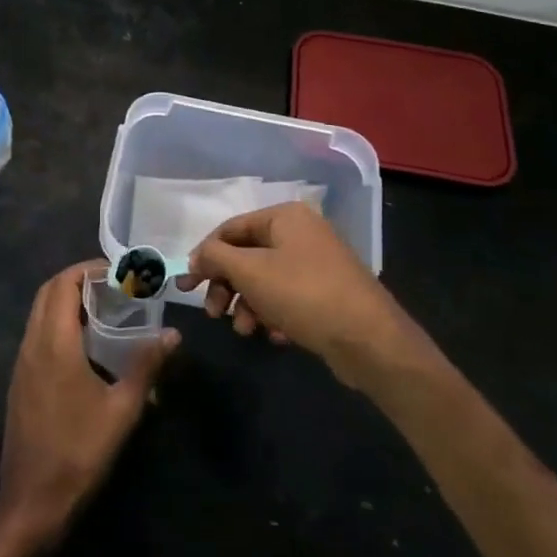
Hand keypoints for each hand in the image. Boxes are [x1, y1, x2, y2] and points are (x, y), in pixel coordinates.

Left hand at [0, 262, 178, 549]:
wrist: (32, 502)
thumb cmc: (79, 452)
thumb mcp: (122, 409)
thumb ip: (146, 365)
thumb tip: (173, 335)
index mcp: (54, 343)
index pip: (63, 284)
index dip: (88, 270)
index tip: (118, 272)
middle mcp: (32, 344)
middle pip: (48, 292)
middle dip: (78, 280)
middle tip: (114, 287)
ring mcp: (21, 364)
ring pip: (40, 313)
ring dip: (67, 301)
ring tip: (105, 311)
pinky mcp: (20, 382)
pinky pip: (37, 334)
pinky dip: (58, 323)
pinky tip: (86, 345)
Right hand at [184, 203, 421, 389]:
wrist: (369, 340)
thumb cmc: (303, 294)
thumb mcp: (250, 272)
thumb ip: (215, 258)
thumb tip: (196, 257)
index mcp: (285, 217)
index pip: (231, 228)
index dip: (205, 255)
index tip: (187, 285)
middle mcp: (302, 233)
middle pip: (247, 256)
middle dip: (227, 286)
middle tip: (214, 313)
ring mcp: (317, 264)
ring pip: (266, 280)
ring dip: (248, 305)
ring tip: (246, 330)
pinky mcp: (327, 294)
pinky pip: (288, 298)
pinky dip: (274, 315)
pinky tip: (275, 336)